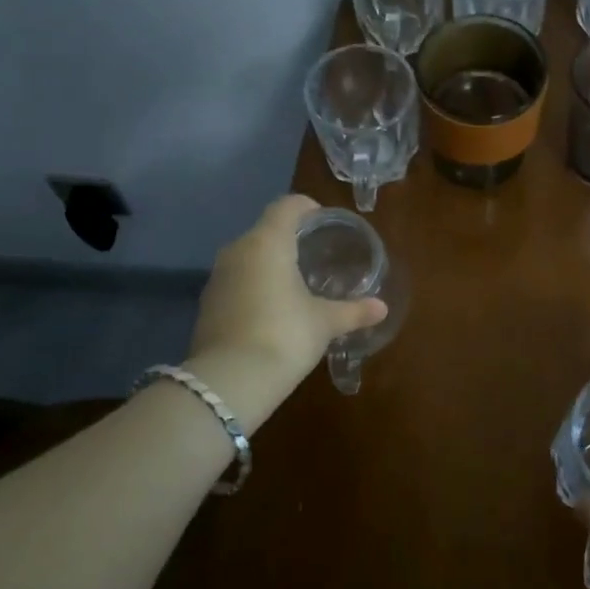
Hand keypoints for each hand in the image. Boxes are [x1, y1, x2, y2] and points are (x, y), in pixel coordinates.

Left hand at [188, 195, 387, 393]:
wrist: (229, 382)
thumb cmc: (284, 336)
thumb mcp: (325, 323)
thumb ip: (353, 311)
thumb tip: (381, 308)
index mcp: (267, 243)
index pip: (286, 206)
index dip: (306, 208)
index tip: (324, 220)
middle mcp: (237, 251)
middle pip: (265, 230)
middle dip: (289, 237)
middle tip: (315, 253)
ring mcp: (217, 278)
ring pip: (248, 257)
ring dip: (269, 263)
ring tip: (296, 281)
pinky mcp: (207, 304)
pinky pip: (236, 282)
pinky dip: (254, 286)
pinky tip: (272, 308)